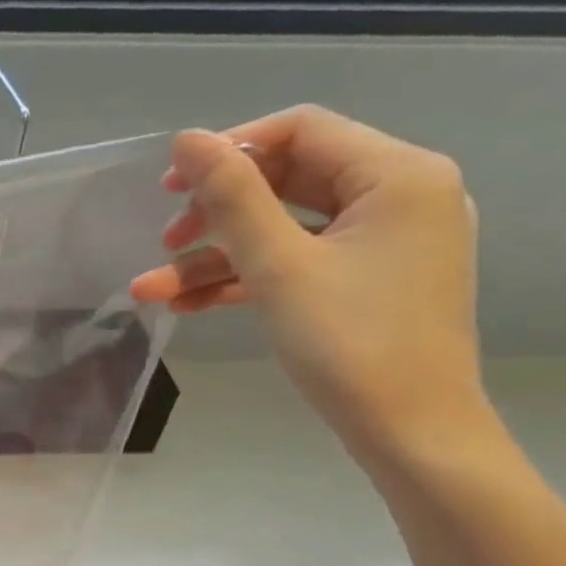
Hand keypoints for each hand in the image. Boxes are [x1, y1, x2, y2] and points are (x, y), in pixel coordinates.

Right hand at [129, 106, 485, 465]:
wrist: (411, 434)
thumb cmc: (350, 344)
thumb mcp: (278, 266)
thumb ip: (232, 198)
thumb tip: (187, 139)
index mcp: (398, 175)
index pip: (301, 130)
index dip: (229, 149)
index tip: (172, 186)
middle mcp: (400, 196)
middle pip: (287, 180)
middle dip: (216, 213)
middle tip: (165, 241)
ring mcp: (384, 242)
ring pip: (283, 229)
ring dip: (216, 256)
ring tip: (154, 289)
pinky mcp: (367, 281)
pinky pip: (297, 262)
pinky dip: (244, 279)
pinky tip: (187, 303)